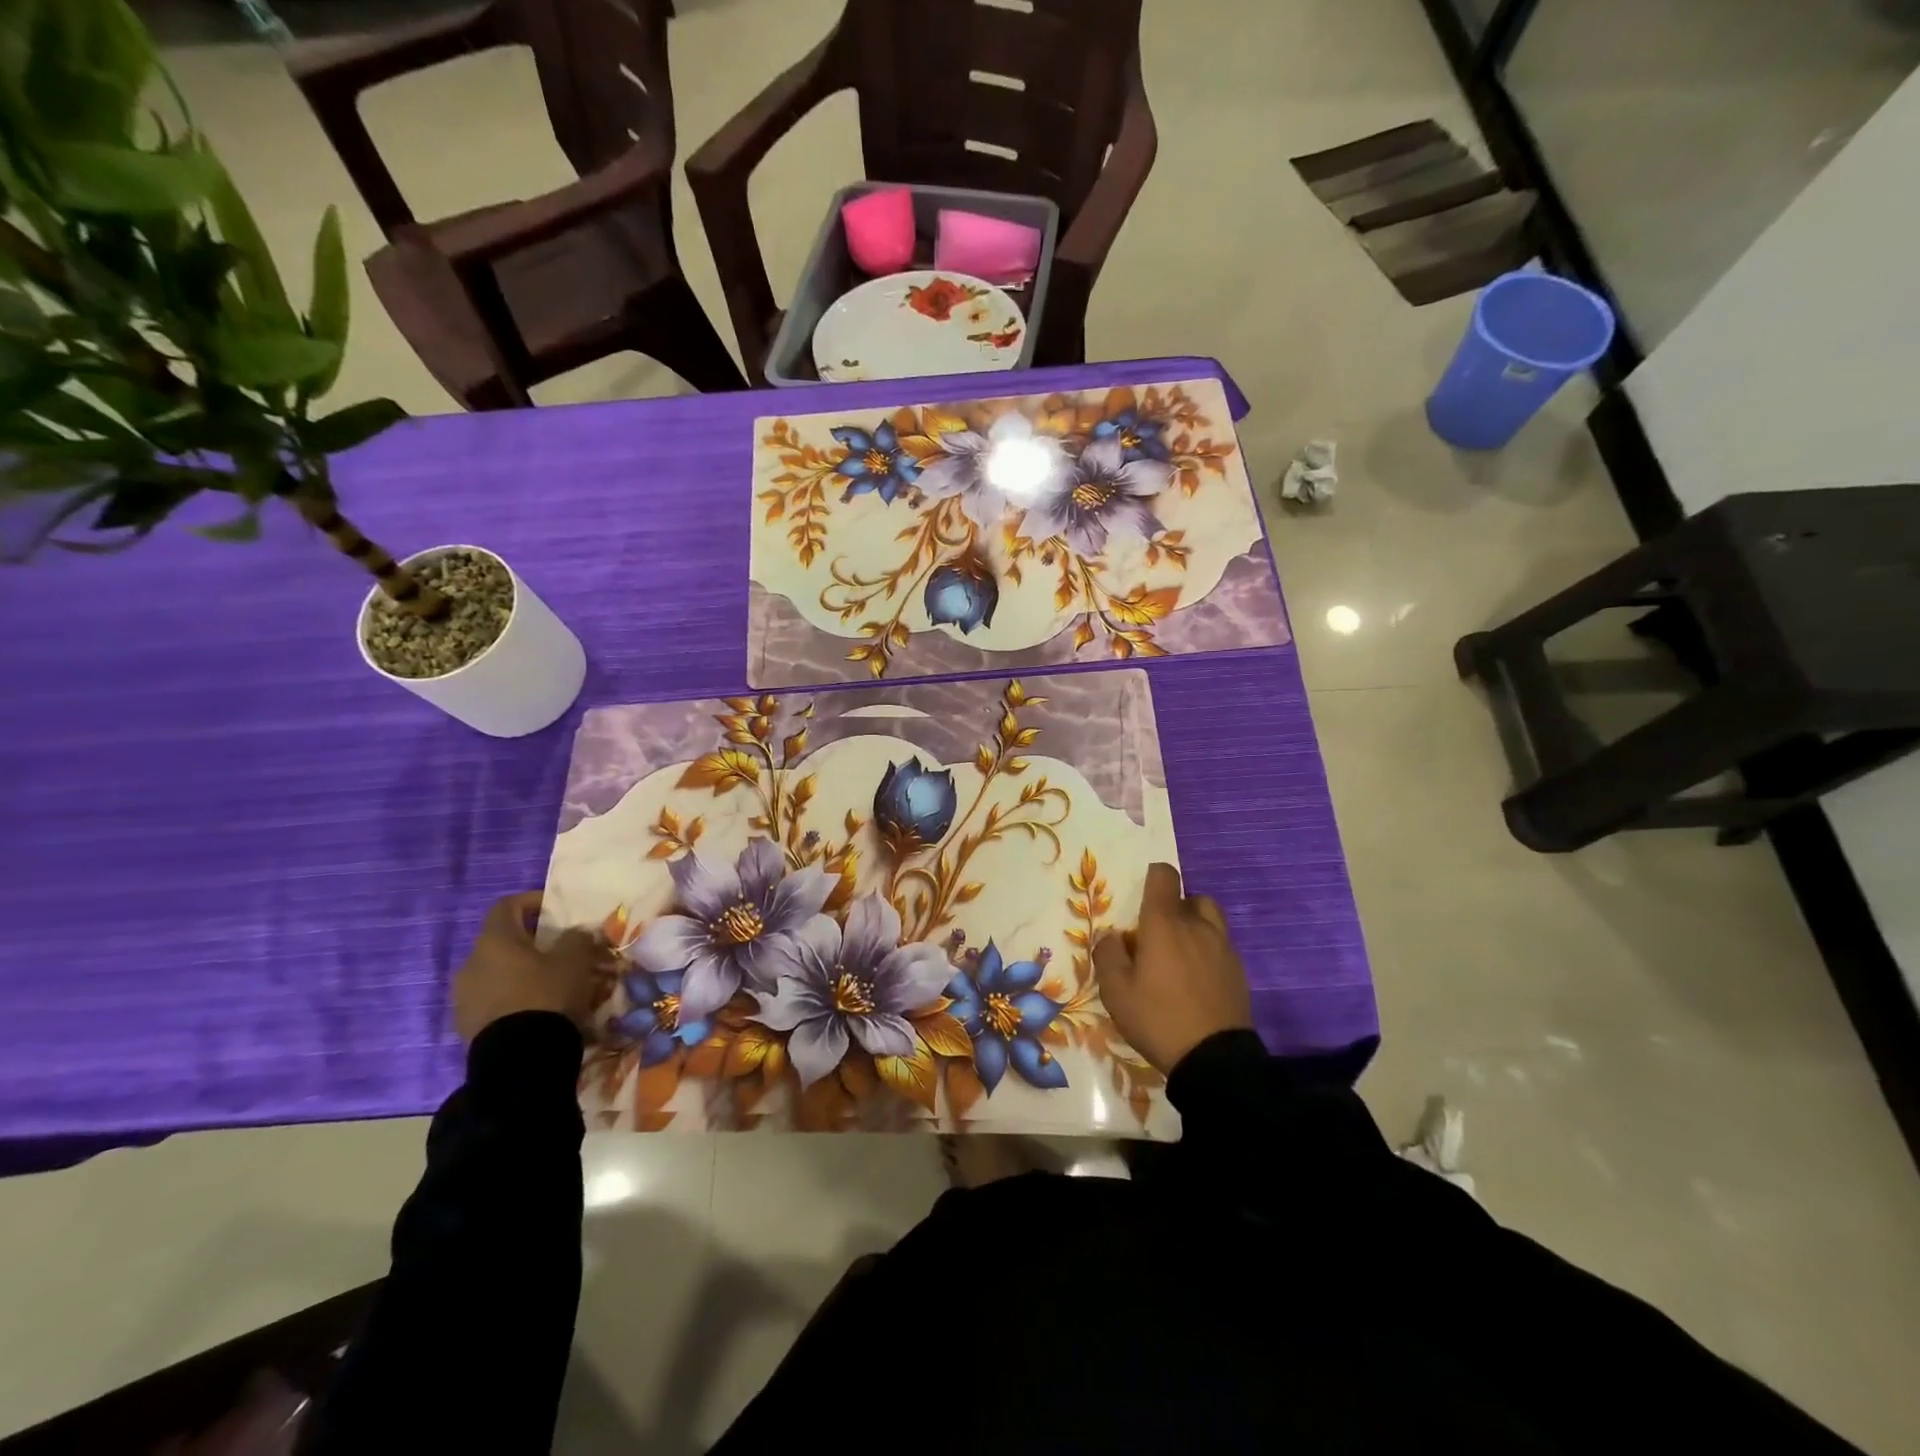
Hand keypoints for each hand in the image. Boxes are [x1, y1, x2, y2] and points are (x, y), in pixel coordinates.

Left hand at [453, 891, 601, 1041]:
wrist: (518, 1059)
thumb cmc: (547, 995)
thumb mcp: (575, 960)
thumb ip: (577, 938)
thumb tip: (576, 933)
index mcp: (494, 941)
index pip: (507, 905)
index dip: (532, 901)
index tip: (556, 910)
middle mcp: (471, 963)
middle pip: (503, 941)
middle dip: (532, 943)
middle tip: (560, 951)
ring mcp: (464, 996)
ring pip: (497, 972)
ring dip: (522, 972)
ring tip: (552, 984)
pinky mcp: (466, 1024)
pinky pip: (493, 999)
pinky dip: (514, 996)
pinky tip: (538, 1009)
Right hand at [1093, 863, 1252, 1075]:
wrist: (1213, 1060)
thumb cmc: (1158, 1018)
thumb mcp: (1116, 991)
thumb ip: (1107, 954)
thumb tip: (1111, 937)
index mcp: (1164, 923)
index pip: (1164, 876)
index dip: (1152, 878)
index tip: (1141, 898)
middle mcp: (1197, 926)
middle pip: (1190, 896)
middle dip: (1174, 907)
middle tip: (1158, 935)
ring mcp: (1223, 947)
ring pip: (1210, 919)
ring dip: (1195, 926)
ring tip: (1179, 956)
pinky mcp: (1239, 970)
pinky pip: (1221, 945)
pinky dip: (1208, 951)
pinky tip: (1196, 981)